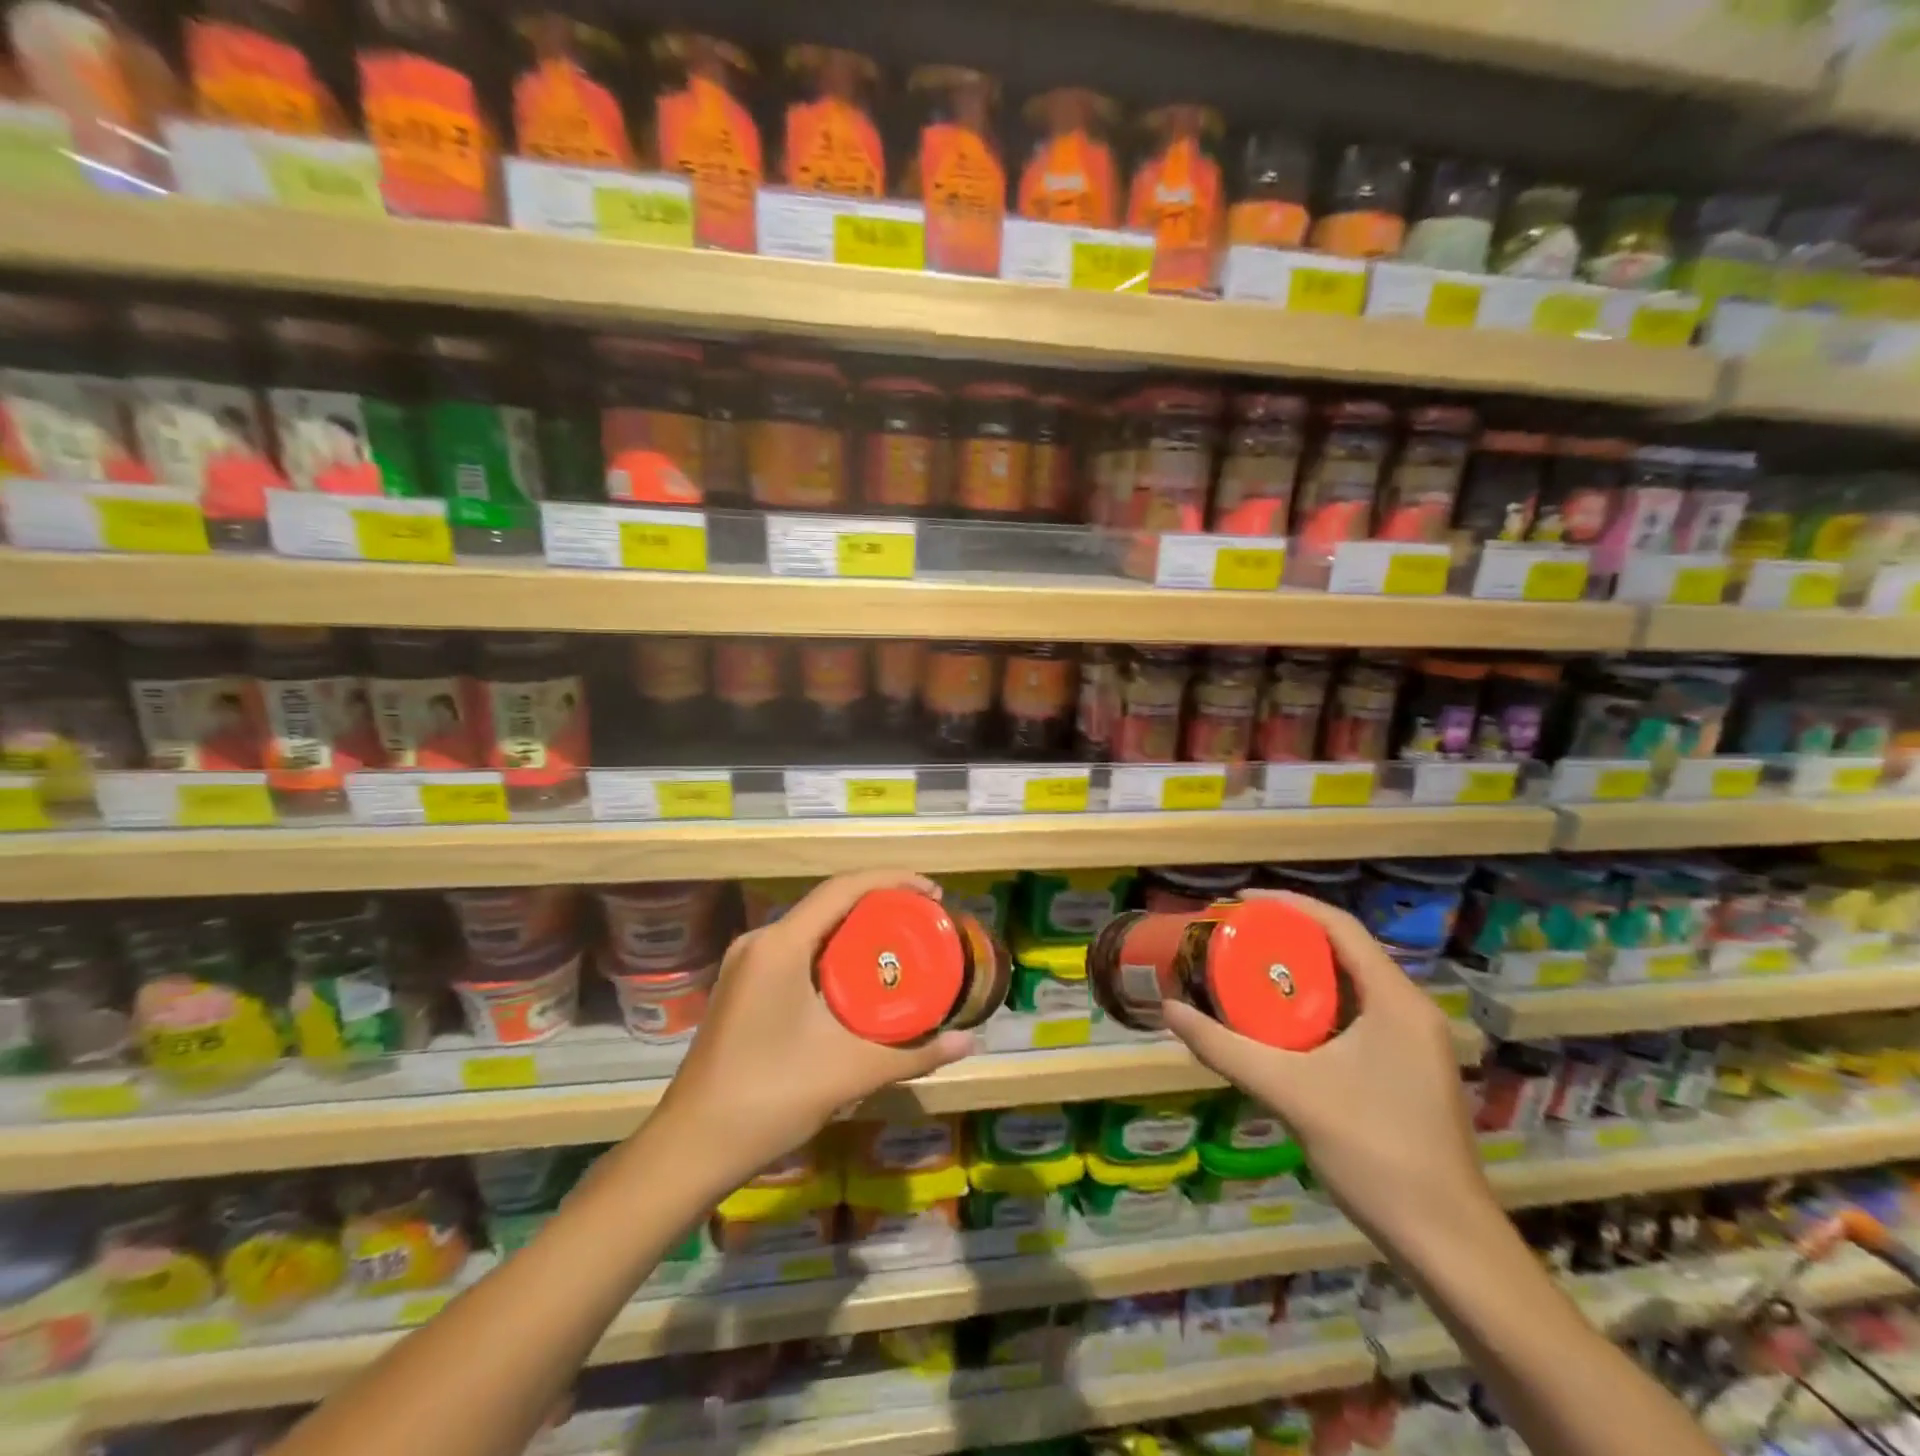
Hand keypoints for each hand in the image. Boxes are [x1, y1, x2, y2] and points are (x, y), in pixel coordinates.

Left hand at [650, 870, 976, 1193]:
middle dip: (880, 904)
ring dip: (857, 929)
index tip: (934, 893)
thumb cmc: (770, 1097)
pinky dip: (834, 952)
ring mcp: (746, 964)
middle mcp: (760, 941)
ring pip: (812, 927)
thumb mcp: (849, 1071)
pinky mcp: (743, 987)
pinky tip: (859, 977)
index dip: (893, 880)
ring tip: (901, 945)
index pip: (843, 888)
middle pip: (829, 903)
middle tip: (925, 922)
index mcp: (780, 944)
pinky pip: (797, 950)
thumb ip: (913, 1053)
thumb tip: (969, 1042)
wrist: (691, 1148)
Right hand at [1161, 890, 1492, 1244]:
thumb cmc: (1373, 1151)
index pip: (1340, 927)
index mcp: (1396, 1001)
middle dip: (1288, 937)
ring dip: (1301, 972)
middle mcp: (1410, 1011)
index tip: (1239, 903)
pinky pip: (1356, 1015)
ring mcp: (1414, 1043)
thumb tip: (1170, 1010)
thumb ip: (1225, 1049)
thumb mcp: (1289, 1091)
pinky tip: (1280, 1022)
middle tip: (1236, 935)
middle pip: (1344, 951)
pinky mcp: (1407, 1069)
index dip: (1288, 906)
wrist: (1446, 1242)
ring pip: (1350, 985)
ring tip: (1249, 968)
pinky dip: (1316, 1006)